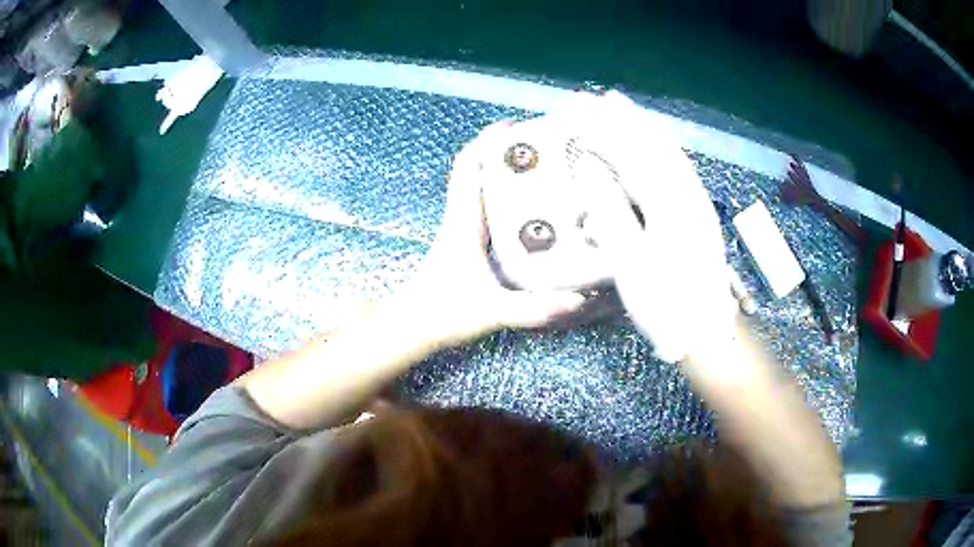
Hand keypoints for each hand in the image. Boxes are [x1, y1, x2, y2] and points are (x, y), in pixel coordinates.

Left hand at [399, 123, 585, 345]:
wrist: (411, 330)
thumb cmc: (441, 314)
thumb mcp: (490, 310)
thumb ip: (532, 308)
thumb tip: (578, 300)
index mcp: (463, 222)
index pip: (468, 167)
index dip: (487, 141)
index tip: (515, 125)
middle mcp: (463, 220)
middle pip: (480, 172)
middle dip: (507, 154)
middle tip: (545, 149)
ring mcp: (464, 234)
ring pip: (486, 193)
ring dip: (510, 179)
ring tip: (548, 175)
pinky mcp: (469, 249)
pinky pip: (491, 215)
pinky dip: (510, 206)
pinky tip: (537, 217)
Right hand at [583, 93, 735, 361]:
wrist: (706, 332)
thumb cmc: (665, 303)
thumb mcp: (630, 262)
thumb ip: (610, 210)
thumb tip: (588, 168)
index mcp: (669, 204)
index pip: (631, 154)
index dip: (604, 129)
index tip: (579, 109)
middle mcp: (687, 195)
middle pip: (655, 146)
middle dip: (627, 120)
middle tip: (601, 98)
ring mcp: (697, 204)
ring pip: (670, 155)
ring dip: (646, 130)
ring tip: (626, 111)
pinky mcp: (699, 216)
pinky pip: (679, 171)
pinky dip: (663, 151)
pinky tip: (656, 148)